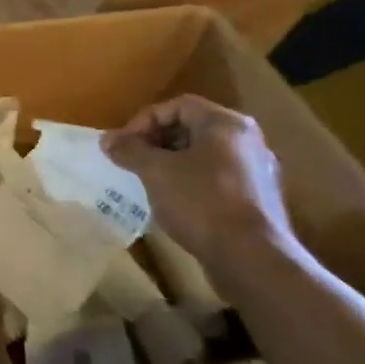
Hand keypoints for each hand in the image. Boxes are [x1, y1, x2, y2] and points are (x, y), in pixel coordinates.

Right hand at [101, 96, 295, 269]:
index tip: (124, 145)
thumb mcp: (156, 171)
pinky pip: (216, 178)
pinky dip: (190, 182)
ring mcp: (256, 171)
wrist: (251, 258)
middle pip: (192, 128)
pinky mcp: (257, 199)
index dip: (144, 120)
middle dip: (156, 141)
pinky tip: (174, 203)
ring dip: (171, 163)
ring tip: (148, 182)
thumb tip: (107, 139)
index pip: (177, 105)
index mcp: (226, 124)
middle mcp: (247, 140)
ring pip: (203, 155)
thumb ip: (130, 150)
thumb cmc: (201, 202)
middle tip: (132, 161)